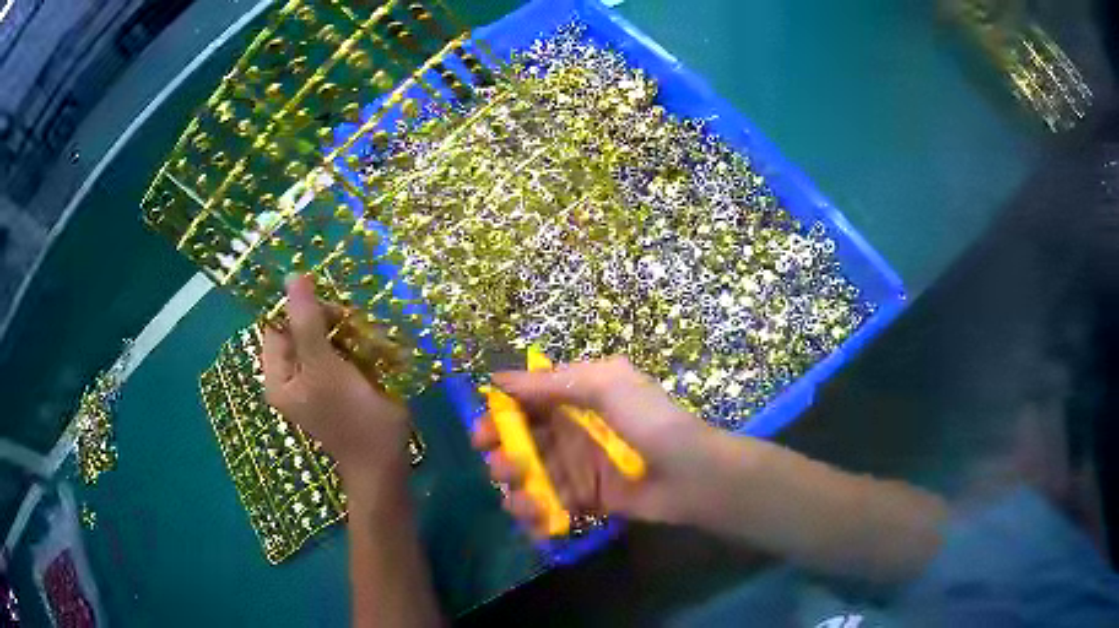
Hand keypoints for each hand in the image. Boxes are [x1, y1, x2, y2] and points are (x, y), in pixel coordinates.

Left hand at [262, 275, 411, 492]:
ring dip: (342, 330)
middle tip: (349, 322)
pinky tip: (368, 348)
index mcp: (277, 376)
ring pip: (321, 338)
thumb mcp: (324, 367)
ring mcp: (314, 382)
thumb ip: (307, 322)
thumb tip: (293, 277)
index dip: (298, 308)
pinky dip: (351, 344)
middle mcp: (291, 377)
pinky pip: (337, 351)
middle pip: (299, 329)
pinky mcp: (336, 384)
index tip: (328, 306)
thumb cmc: (351, 417)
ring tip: (363, 336)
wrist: (384, 461)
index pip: (277, 325)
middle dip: (324, 319)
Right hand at [471, 356, 716, 536]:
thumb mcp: (606, 384)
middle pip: (523, 443)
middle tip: (502, 467)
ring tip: (523, 499)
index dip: (500, 417)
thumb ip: (553, 381)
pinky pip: (552, 505)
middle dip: (504, 456)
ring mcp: (579, 468)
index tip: (481, 434)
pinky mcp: (587, 500)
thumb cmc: (649, 421)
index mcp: (577, 399)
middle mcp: (573, 432)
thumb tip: (497, 379)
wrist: (691, 474)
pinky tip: (537, 519)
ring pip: (532, 477)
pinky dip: (538, 514)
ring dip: (518, 489)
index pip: (526, 404)